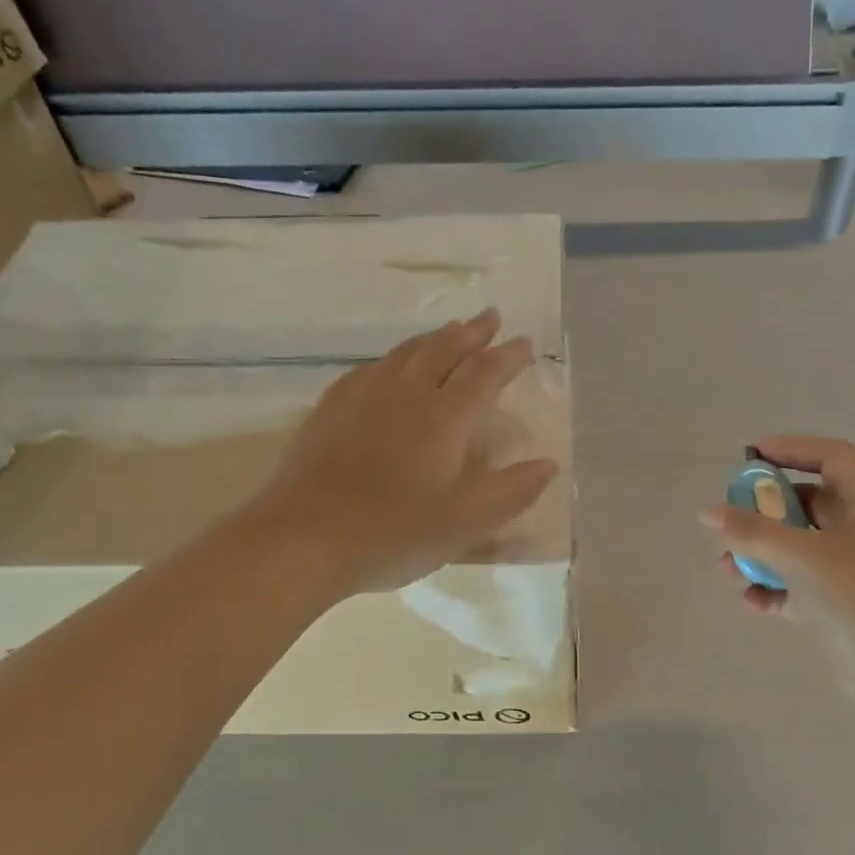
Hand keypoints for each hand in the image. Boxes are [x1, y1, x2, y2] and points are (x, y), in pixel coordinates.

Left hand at [253, 310, 558, 595]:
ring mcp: (365, 394)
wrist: (305, 536)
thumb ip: (512, 492)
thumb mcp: (465, 524)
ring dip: (436, 338)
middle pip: (445, 348)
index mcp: (445, 417)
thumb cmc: (394, 533)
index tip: (525, 344)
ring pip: (408, 351)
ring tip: (451, 331)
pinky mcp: (333, 405)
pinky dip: (397, 357)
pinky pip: (374, 366)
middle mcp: (407, 392)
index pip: (485, 373)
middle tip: (491, 318)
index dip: (509, 356)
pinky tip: (393, 366)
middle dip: (473, 331)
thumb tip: (549, 464)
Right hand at [700, 436, 854, 662]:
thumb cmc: (854, 594)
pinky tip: (751, 600)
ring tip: (728, 568)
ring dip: (762, 552)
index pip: (832, 456)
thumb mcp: (797, 555)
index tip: (750, 456)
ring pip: (801, 545)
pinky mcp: (843, 601)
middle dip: (766, 509)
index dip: (792, 448)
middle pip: (810, 501)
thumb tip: (707, 511)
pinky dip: (775, 586)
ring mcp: (854, 567)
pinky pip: (801, 581)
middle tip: (732, 514)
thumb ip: (750, 530)